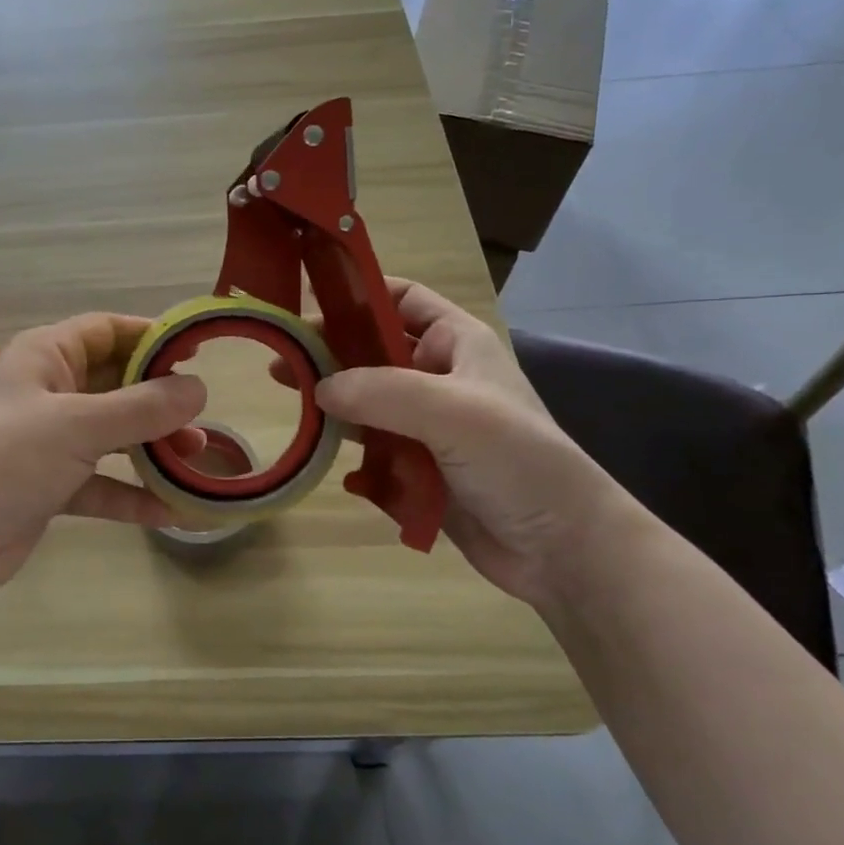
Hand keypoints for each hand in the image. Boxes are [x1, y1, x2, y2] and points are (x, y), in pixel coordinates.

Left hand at [0, 313, 207, 601]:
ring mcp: (46, 442)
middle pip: (115, 384)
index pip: (107, 330)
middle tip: (203, 418)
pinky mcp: (47, 488)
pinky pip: (99, 483)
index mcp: (47, 357)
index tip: (197, 354)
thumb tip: (199, 388)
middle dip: (159, 400)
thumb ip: (142, 408)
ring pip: (111, 436)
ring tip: (196, 460)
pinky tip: (170, 512)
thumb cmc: (4, 457)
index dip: (150, 336)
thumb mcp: (78, 425)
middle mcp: (48, 392)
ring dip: (151, 447)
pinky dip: (130, 494)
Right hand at [314, 279, 636, 607]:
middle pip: (373, 350)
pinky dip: (348, 446)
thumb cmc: (517, 460)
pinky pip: (372, 447)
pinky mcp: (418, 467)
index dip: (360, 295)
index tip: (308, 303)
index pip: (403, 299)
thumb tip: (317, 388)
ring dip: (333, 400)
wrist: (562, 549)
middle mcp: (439, 377)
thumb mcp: (452, 412)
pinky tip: (323, 451)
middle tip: (281, 360)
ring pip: (367, 399)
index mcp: (457, 344)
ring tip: (291, 400)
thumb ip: (380, 392)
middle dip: (330, 352)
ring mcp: (428, 425)